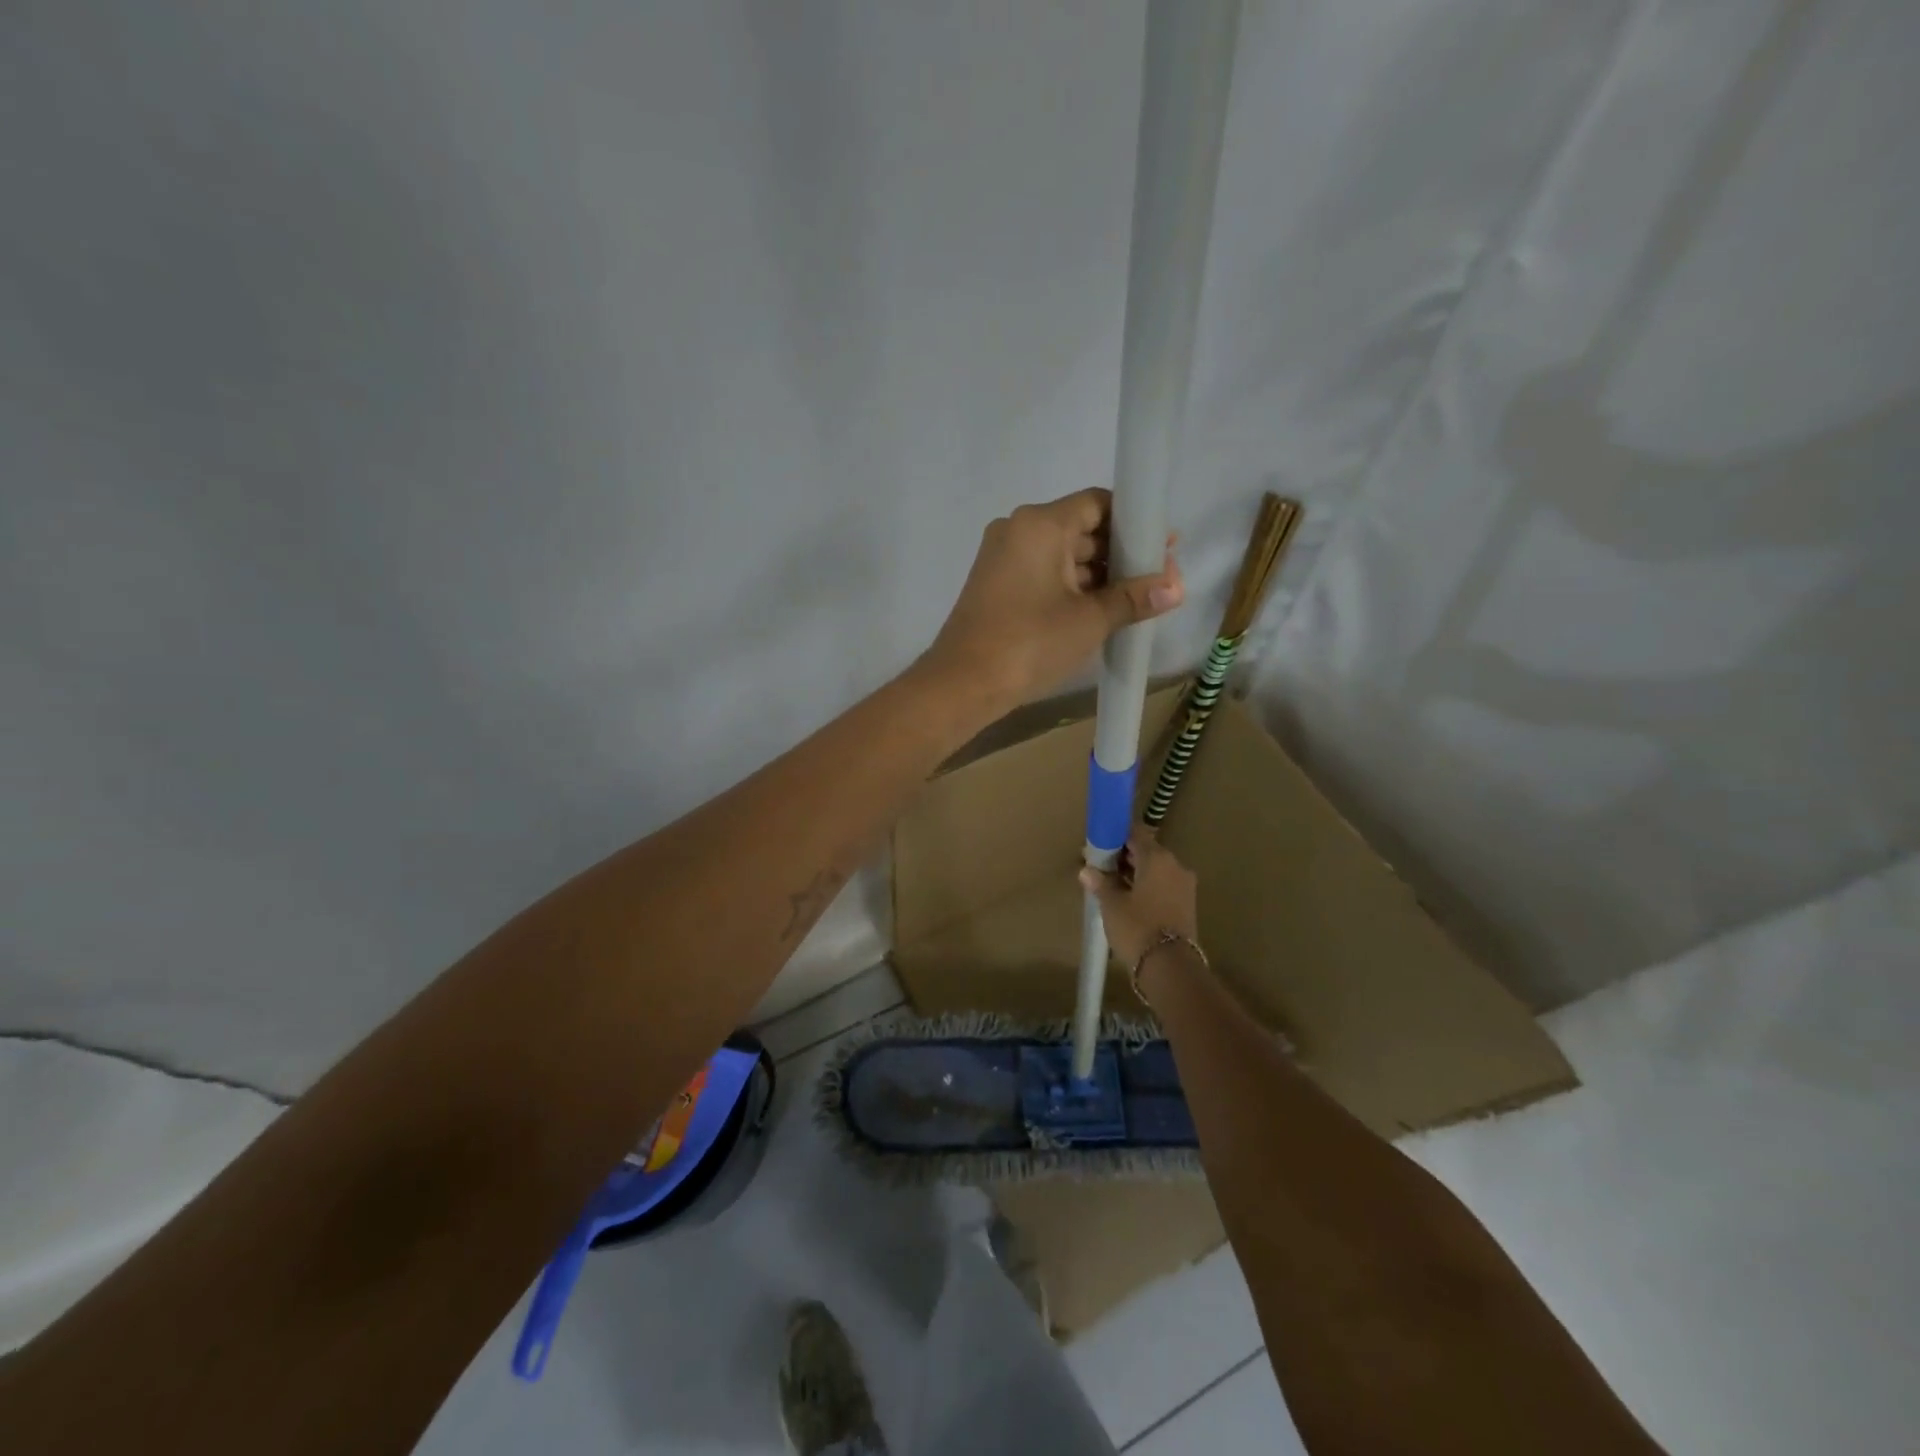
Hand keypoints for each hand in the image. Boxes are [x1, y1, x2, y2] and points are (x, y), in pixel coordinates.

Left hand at [922, 488, 1183, 713]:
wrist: (962, 684)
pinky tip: (1101, 610)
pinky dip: (1072, 587)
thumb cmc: (1029, 643)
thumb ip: (1134, 598)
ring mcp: (1003, 558)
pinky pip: (1043, 574)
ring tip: (1137, 600)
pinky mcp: (996, 585)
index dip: (1134, 522)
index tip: (1162, 547)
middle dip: (1120, 553)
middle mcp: (1018, 530)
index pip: (1098, 503)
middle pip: (1081, 528)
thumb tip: (1176, 587)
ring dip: (1098, 575)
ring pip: (1062, 555)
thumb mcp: (1089, 620)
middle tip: (1158, 579)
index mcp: (1040, 524)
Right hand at [1079, 829, 1198, 967]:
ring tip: (1112, 885)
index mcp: (1157, 858)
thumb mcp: (1112, 904)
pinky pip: (1163, 885)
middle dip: (1124, 856)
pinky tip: (1129, 899)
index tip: (1099, 844)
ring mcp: (1184, 885)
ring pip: (1156, 870)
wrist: (1170, 966)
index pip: (1135, 833)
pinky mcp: (1187, 904)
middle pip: (1146, 851)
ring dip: (1136, 873)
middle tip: (1101, 866)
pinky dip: (1147, 887)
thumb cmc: (1137, 927)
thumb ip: (1101, 882)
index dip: (1115, 836)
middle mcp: (1175, 865)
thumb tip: (1087, 870)